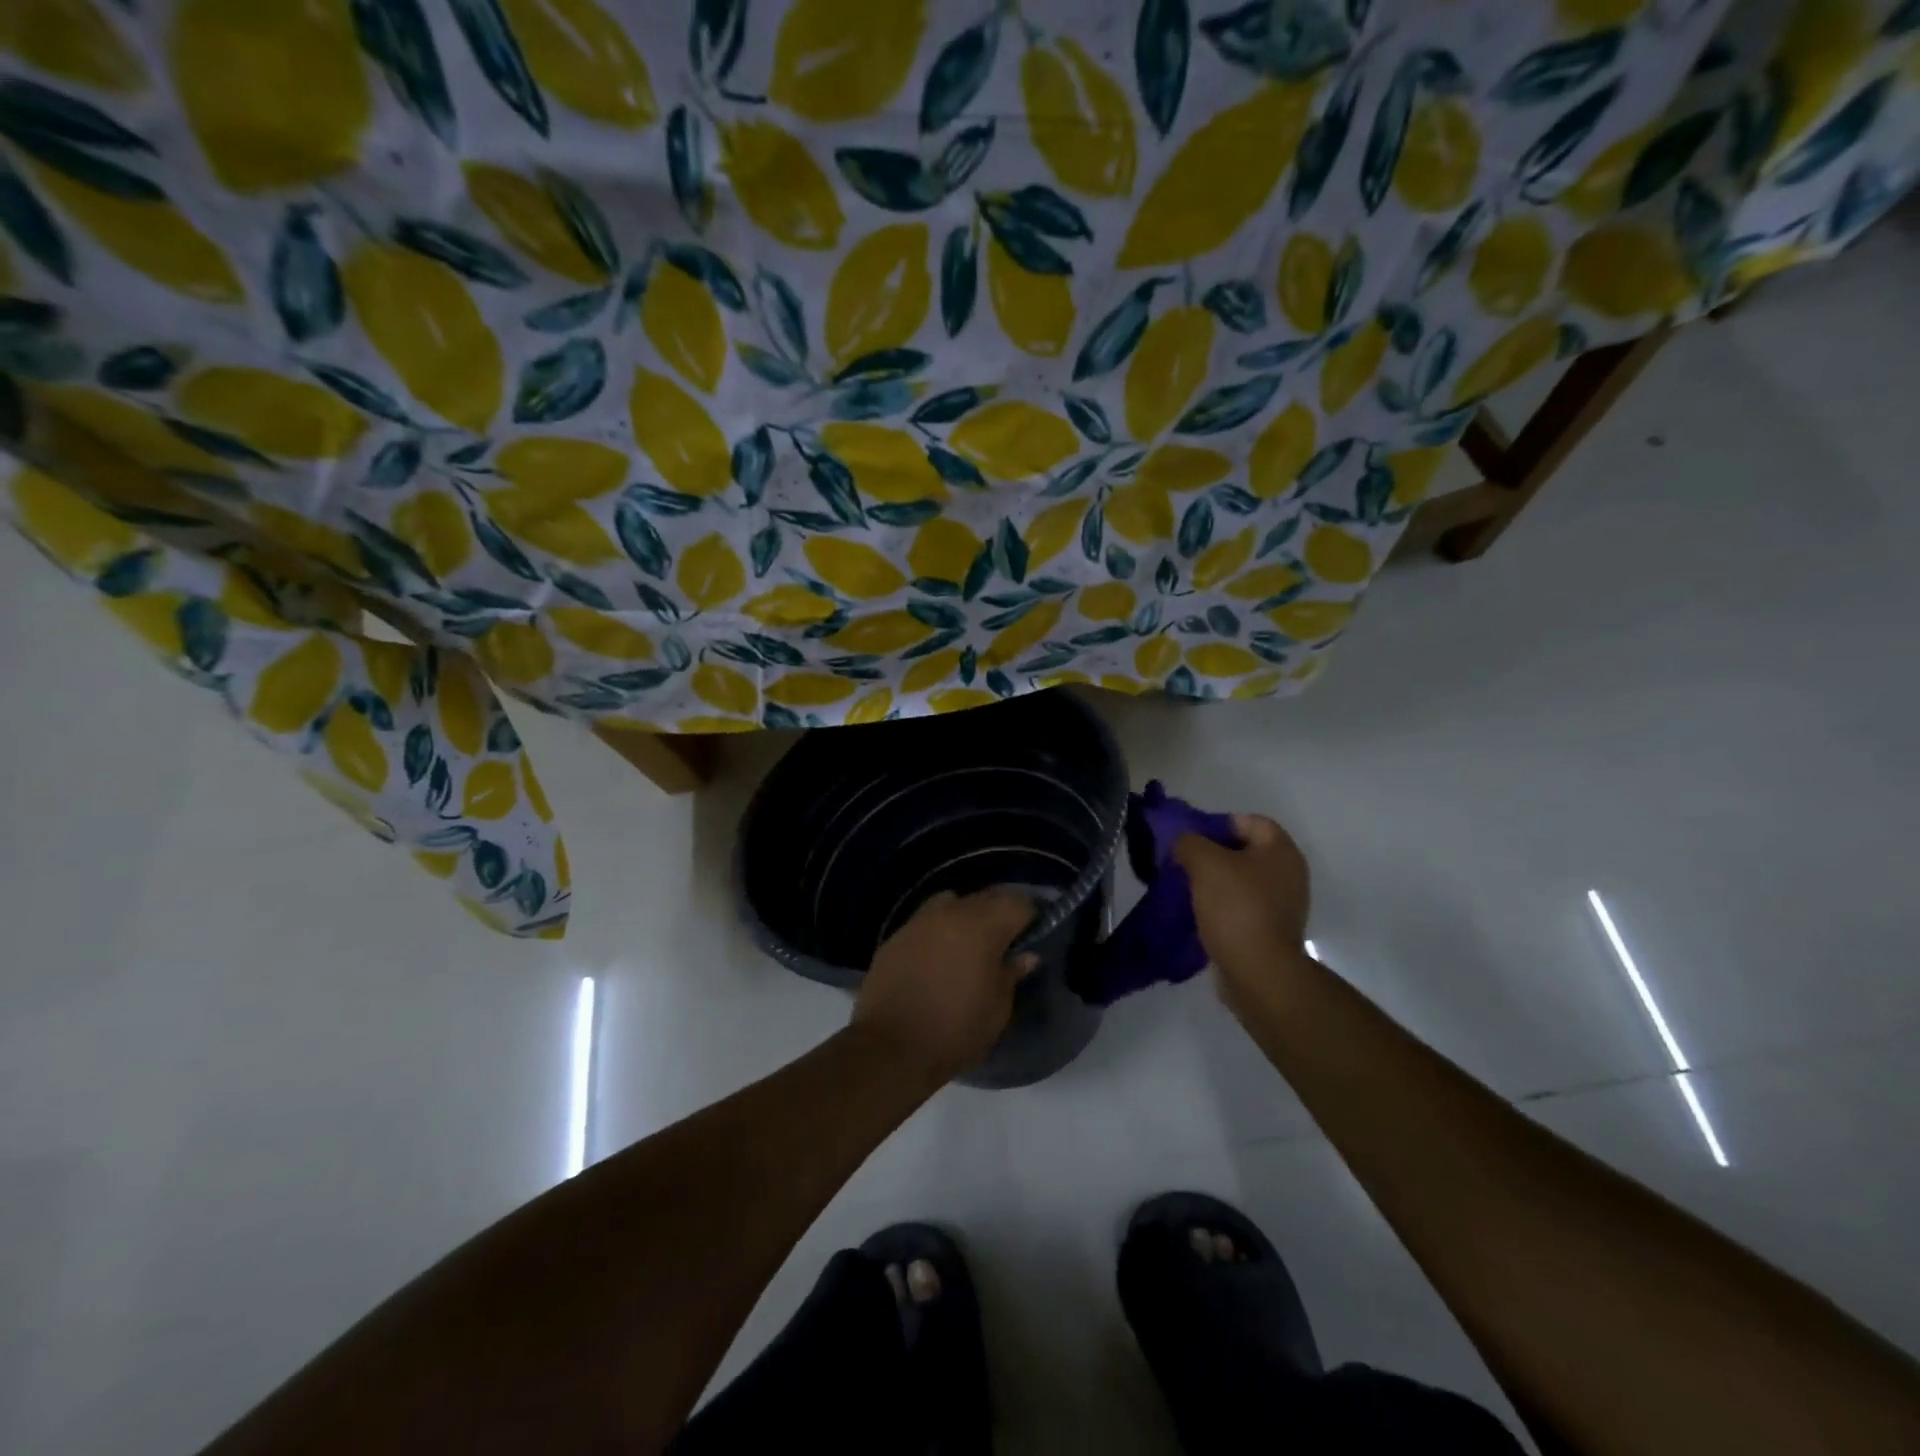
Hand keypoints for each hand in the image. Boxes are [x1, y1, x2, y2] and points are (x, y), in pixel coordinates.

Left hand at [852, 888, 1038, 1081]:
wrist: (890, 1047)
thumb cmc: (955, 1030)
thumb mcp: (997, 1010)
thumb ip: (1011, 974)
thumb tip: (1025, 955)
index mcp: (983, 927)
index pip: (1017, 903)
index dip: (1029, 916)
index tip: (1032, 935)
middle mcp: (951, 913)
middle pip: (985, 897)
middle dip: (999, 913)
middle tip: (1005, 941)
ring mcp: (919, 921)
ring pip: (952, 902)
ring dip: (965, 916)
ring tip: (968, 945)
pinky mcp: (896, 936)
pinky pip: (926, 921)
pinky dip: (938, 930)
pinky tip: (938, 957)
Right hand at [1173, 815, 1311, 991]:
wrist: (1258, 972)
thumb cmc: (1236, 908)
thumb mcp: (1204, 863)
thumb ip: (1189, 842)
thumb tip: (1182, 841)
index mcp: (1281, 850)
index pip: (1247, 821)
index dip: (1217, 824)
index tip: (1190, 840)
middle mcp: (1289, 873)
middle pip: (1244, 851)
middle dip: (1212, 854)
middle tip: (1183, 863)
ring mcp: (1283, 904)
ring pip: (1241, 880)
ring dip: (1215, 882)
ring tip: (1186, 889)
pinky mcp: (1272, 929)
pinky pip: (1242, 906)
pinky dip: (1222, 906)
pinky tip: (1199, 913)